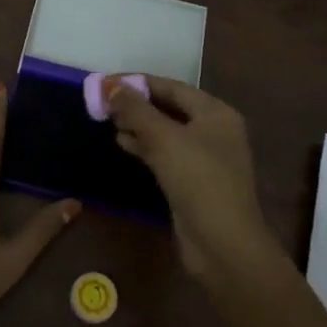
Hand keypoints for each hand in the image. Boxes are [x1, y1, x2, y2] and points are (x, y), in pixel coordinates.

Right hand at [108, 76, 274, 276]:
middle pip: (170, 108)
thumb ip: (136, 110)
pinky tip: (123, 144)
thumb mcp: (164, 139)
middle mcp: (214, 131)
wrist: (222, 244)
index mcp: (216, 113)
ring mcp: (205, 158)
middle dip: (137, 104)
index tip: (107, 82)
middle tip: (104, 102)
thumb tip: (110, 86)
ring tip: (108, 121)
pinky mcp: (193, 181)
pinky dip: (145, 147)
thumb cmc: (198, 180)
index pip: (173, 87)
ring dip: (139, 125)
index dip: (139, 82)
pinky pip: (166, 154)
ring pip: (166, 132)